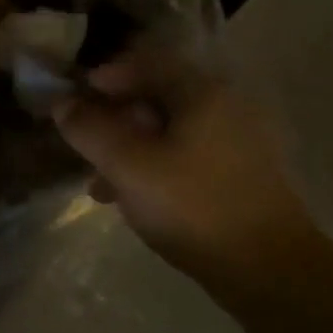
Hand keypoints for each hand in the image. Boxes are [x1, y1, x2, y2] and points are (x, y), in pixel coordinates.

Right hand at [53, 42, 316, 278]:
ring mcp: (235, 142)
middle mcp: (223, 106)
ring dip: (128, 147)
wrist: (270, 271)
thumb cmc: (193, 206)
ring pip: (166, 130)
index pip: (145, 62)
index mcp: (201, 92)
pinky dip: (152, 167)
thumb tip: (62, 104)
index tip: (73, 100)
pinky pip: (183, 155)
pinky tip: (130, 199)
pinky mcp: (238, 174)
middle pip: (155, 96)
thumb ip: (90, 129)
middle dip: (112, 118)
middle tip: (83, 144)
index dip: (104, 76)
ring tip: (98, 182)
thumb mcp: (128, 165)